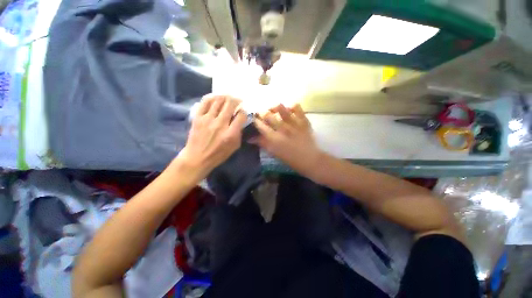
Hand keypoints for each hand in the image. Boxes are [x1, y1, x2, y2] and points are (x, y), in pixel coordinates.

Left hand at [173, 95, 246, 181]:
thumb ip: (239, 133)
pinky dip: (212, 97)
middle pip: (230, 104)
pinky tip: (216, 98)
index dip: (244, 111)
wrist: (197, 157)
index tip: (244, 111)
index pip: (241, 116)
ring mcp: (207, 119)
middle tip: (238, 100)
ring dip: (226, 97)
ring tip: (228, 97)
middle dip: (236, 100)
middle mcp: (220, 124)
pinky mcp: (198, 117)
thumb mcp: (234, 147)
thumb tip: (240, 120)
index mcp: (230, 133)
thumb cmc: (218, 154)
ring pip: (218, 100)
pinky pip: (205, 102)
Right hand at [252, 104, 323, 179]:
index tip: (254, 120)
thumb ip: (263, 144)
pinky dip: (292, 106)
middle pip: (268, 115)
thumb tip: (250, 138)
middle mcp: (282, 128)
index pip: (260, 125)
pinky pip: (297, 107)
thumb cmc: (291, 159)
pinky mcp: (303, 120)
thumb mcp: (274, 153)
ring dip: (274, 107)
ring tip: (273, 109)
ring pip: (281, 108)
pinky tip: (289, 110)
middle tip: (263, 115)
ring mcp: (294, 123)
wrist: (310, 159)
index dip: (255, 121)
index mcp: (274, 138)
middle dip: (262, 113)